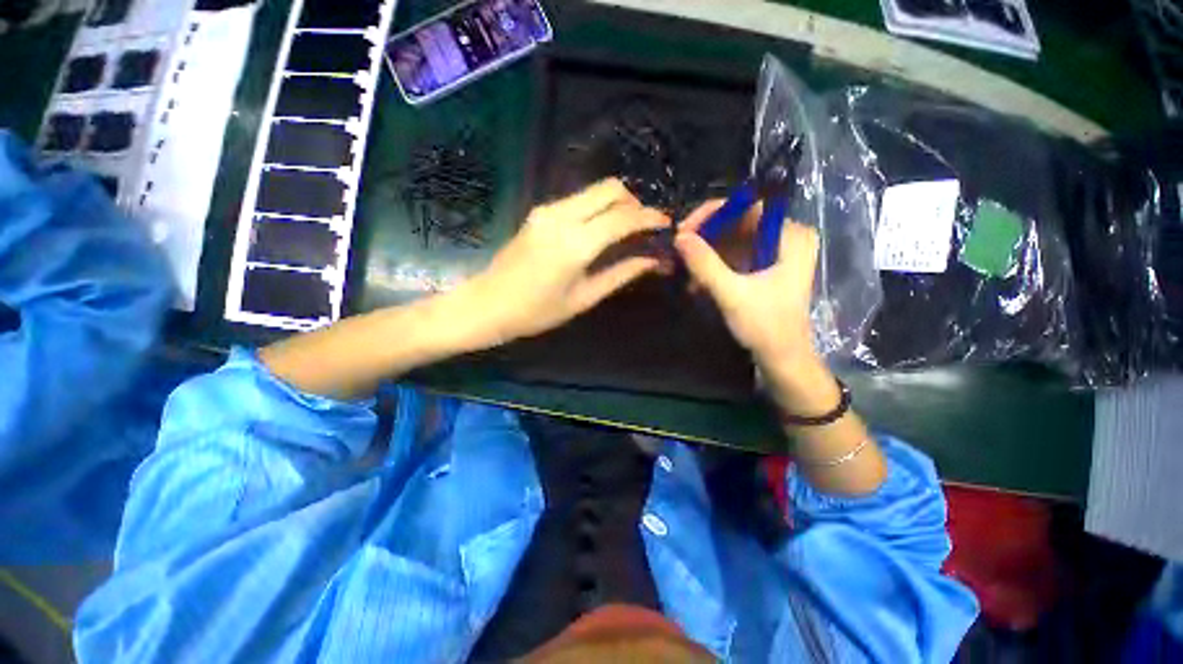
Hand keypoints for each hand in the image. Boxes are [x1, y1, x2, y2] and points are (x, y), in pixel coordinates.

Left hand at [465, 178, 670, 343]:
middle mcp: (562, 216)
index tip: (666, 224)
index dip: (649, 218)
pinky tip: (601, 230)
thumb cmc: (537, 312)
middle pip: (610, 189)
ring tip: (627, 230)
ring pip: (595, 190)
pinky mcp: (540, 211)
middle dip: (635, 203)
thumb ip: (621, 274)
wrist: (488, 304)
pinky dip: (598, 208)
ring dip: (617, 204)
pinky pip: (579, 199)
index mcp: (575, 244)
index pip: (623, 218)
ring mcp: (548, 210)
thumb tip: (653, 261)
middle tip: (645, 228)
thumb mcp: (584, 298)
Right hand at [675, 199, 819, 369]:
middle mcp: (786, 237)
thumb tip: (678, 237)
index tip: (684, 230)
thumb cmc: (765, 327)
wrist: (782, 359)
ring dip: (705, 253)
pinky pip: (733, 256)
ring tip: (682, 267)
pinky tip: (695, 280)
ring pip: (732, 240)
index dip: (712, 214)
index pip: (748, 208)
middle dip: (705, 237)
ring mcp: (775, 253)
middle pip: (738, 222)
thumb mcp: (732, 294)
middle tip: (678, 249)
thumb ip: (705, 264)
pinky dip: (713, 265)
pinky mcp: (763, 268)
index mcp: (791, 236)